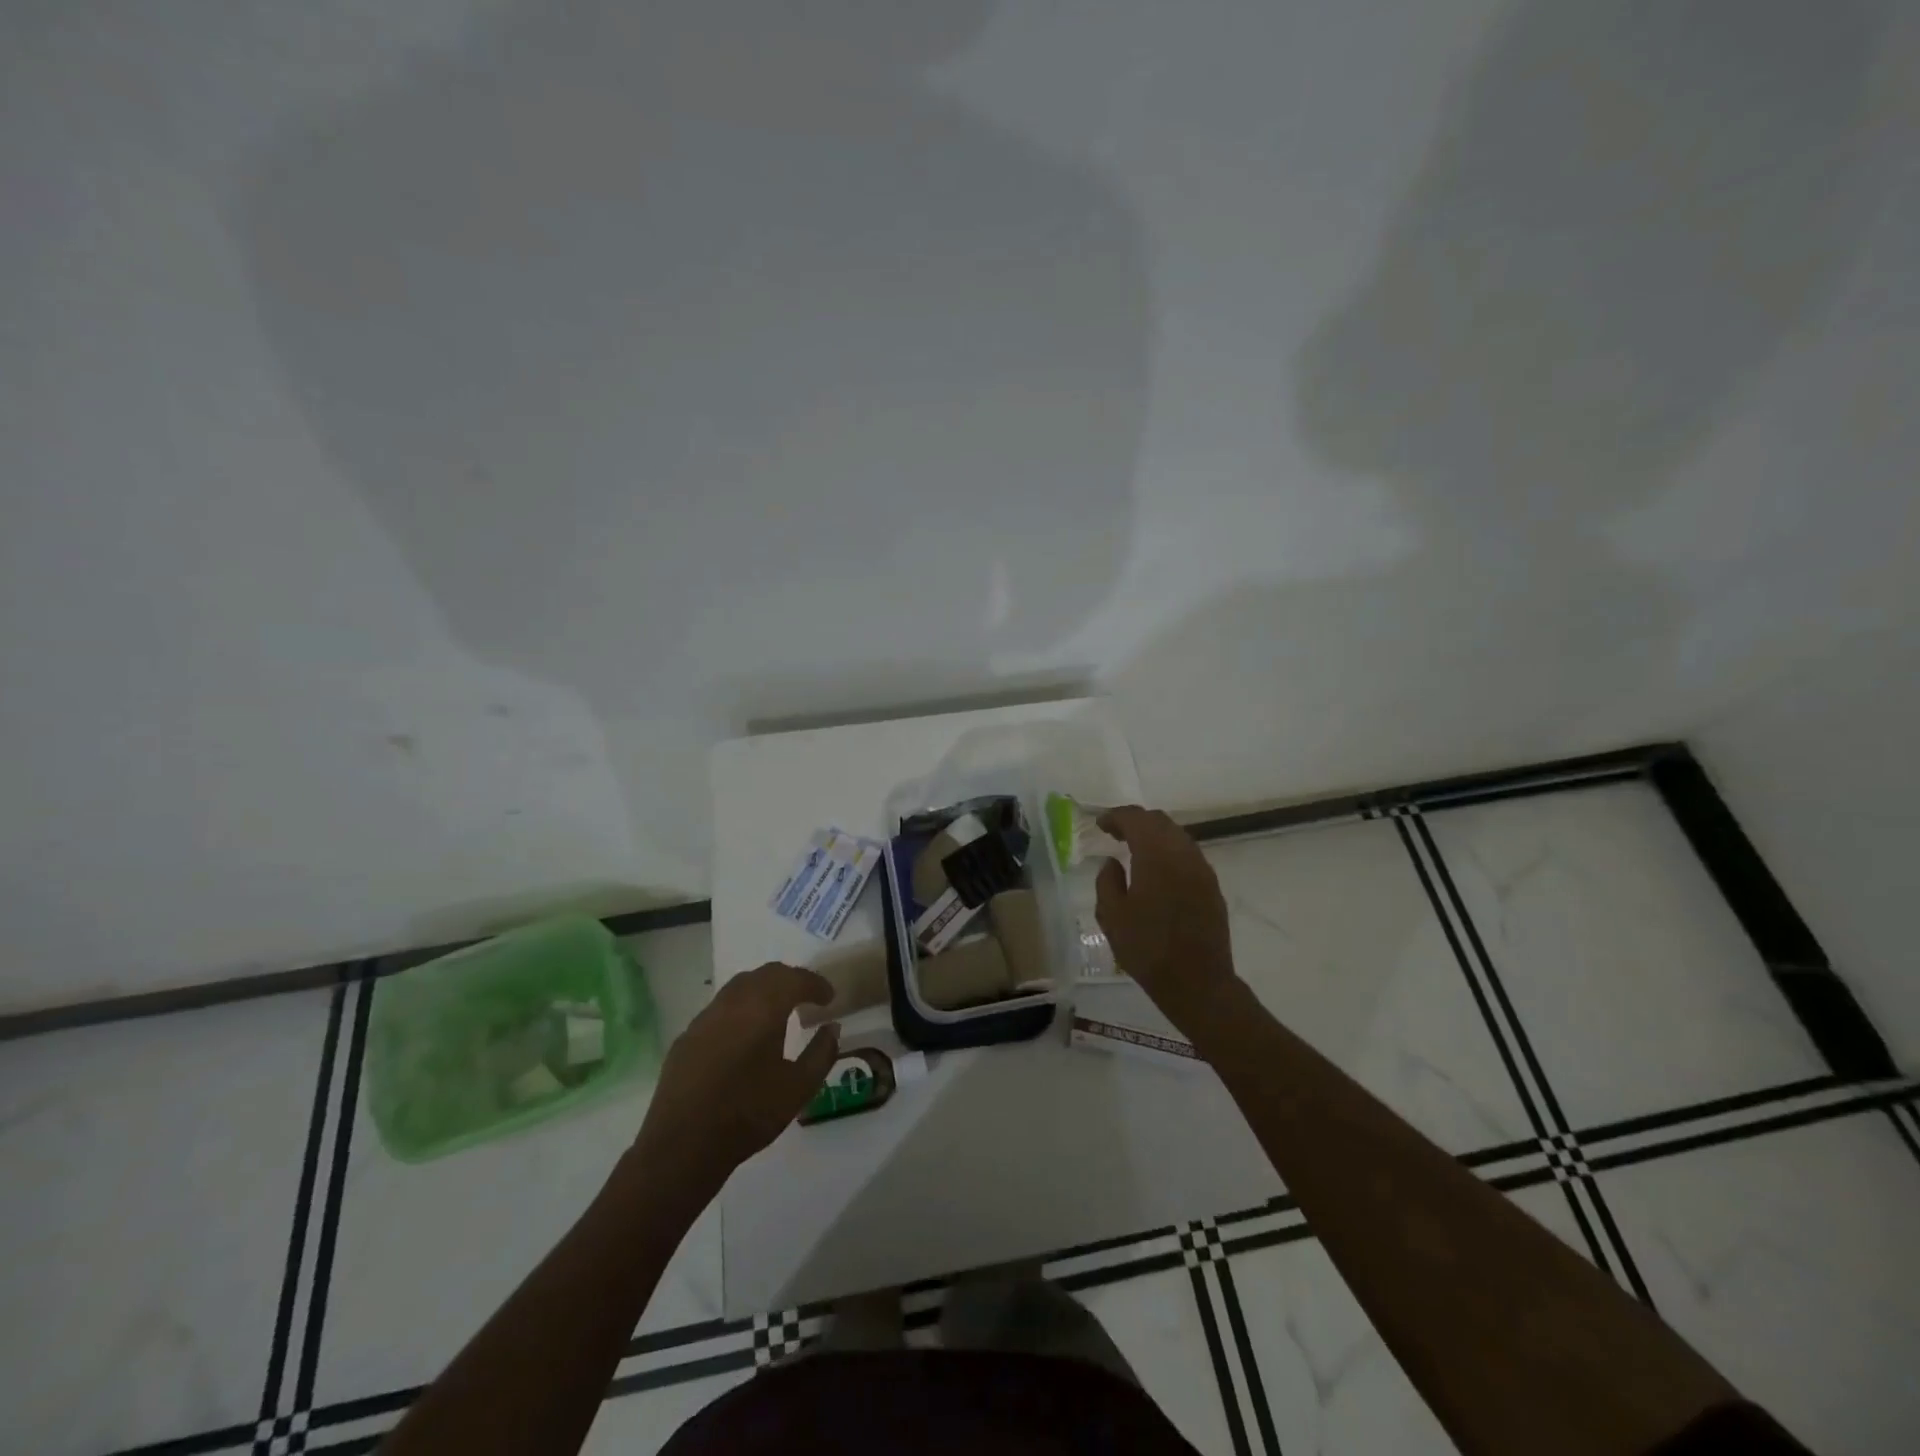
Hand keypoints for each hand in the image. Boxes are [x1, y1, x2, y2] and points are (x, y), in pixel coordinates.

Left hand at [636, 962, 839, 1186]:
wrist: (682, 1147)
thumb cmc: (748, 1114)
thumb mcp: (799, 1088)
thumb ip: (821, 1053)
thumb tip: (832, 1028)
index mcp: (762, 1008)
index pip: (795, 979)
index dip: (816, 984)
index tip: (829, 998)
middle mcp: (732, 1002)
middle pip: (766, 974)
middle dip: (790, 980)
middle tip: (807, 998)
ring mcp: (705, 1017)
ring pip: (740, 986)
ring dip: (764, 990)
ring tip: (778, 1012)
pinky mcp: (686, 1036)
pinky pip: (720, 1008)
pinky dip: (741, 1009)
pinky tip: (745, 1035)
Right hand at [1095, 806, 1240, 1030]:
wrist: (1197, 982)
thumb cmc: (1147, 948)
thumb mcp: (1112, 916)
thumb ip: (1107, 881)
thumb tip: (1113, 862)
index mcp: (1156, 855)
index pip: (1136, 819)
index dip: (1116, 816)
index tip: (1100, 825)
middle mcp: (1183, 854)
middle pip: (1160, 822)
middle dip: (1136, 822)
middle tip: (1114, 834)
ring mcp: (1202, 870)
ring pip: (1177, 836)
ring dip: (1154, 836)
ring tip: (1134, 851)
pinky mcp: (1212, 887)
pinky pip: (1188, 855)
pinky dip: (1169, 852)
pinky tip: (1157, 871)